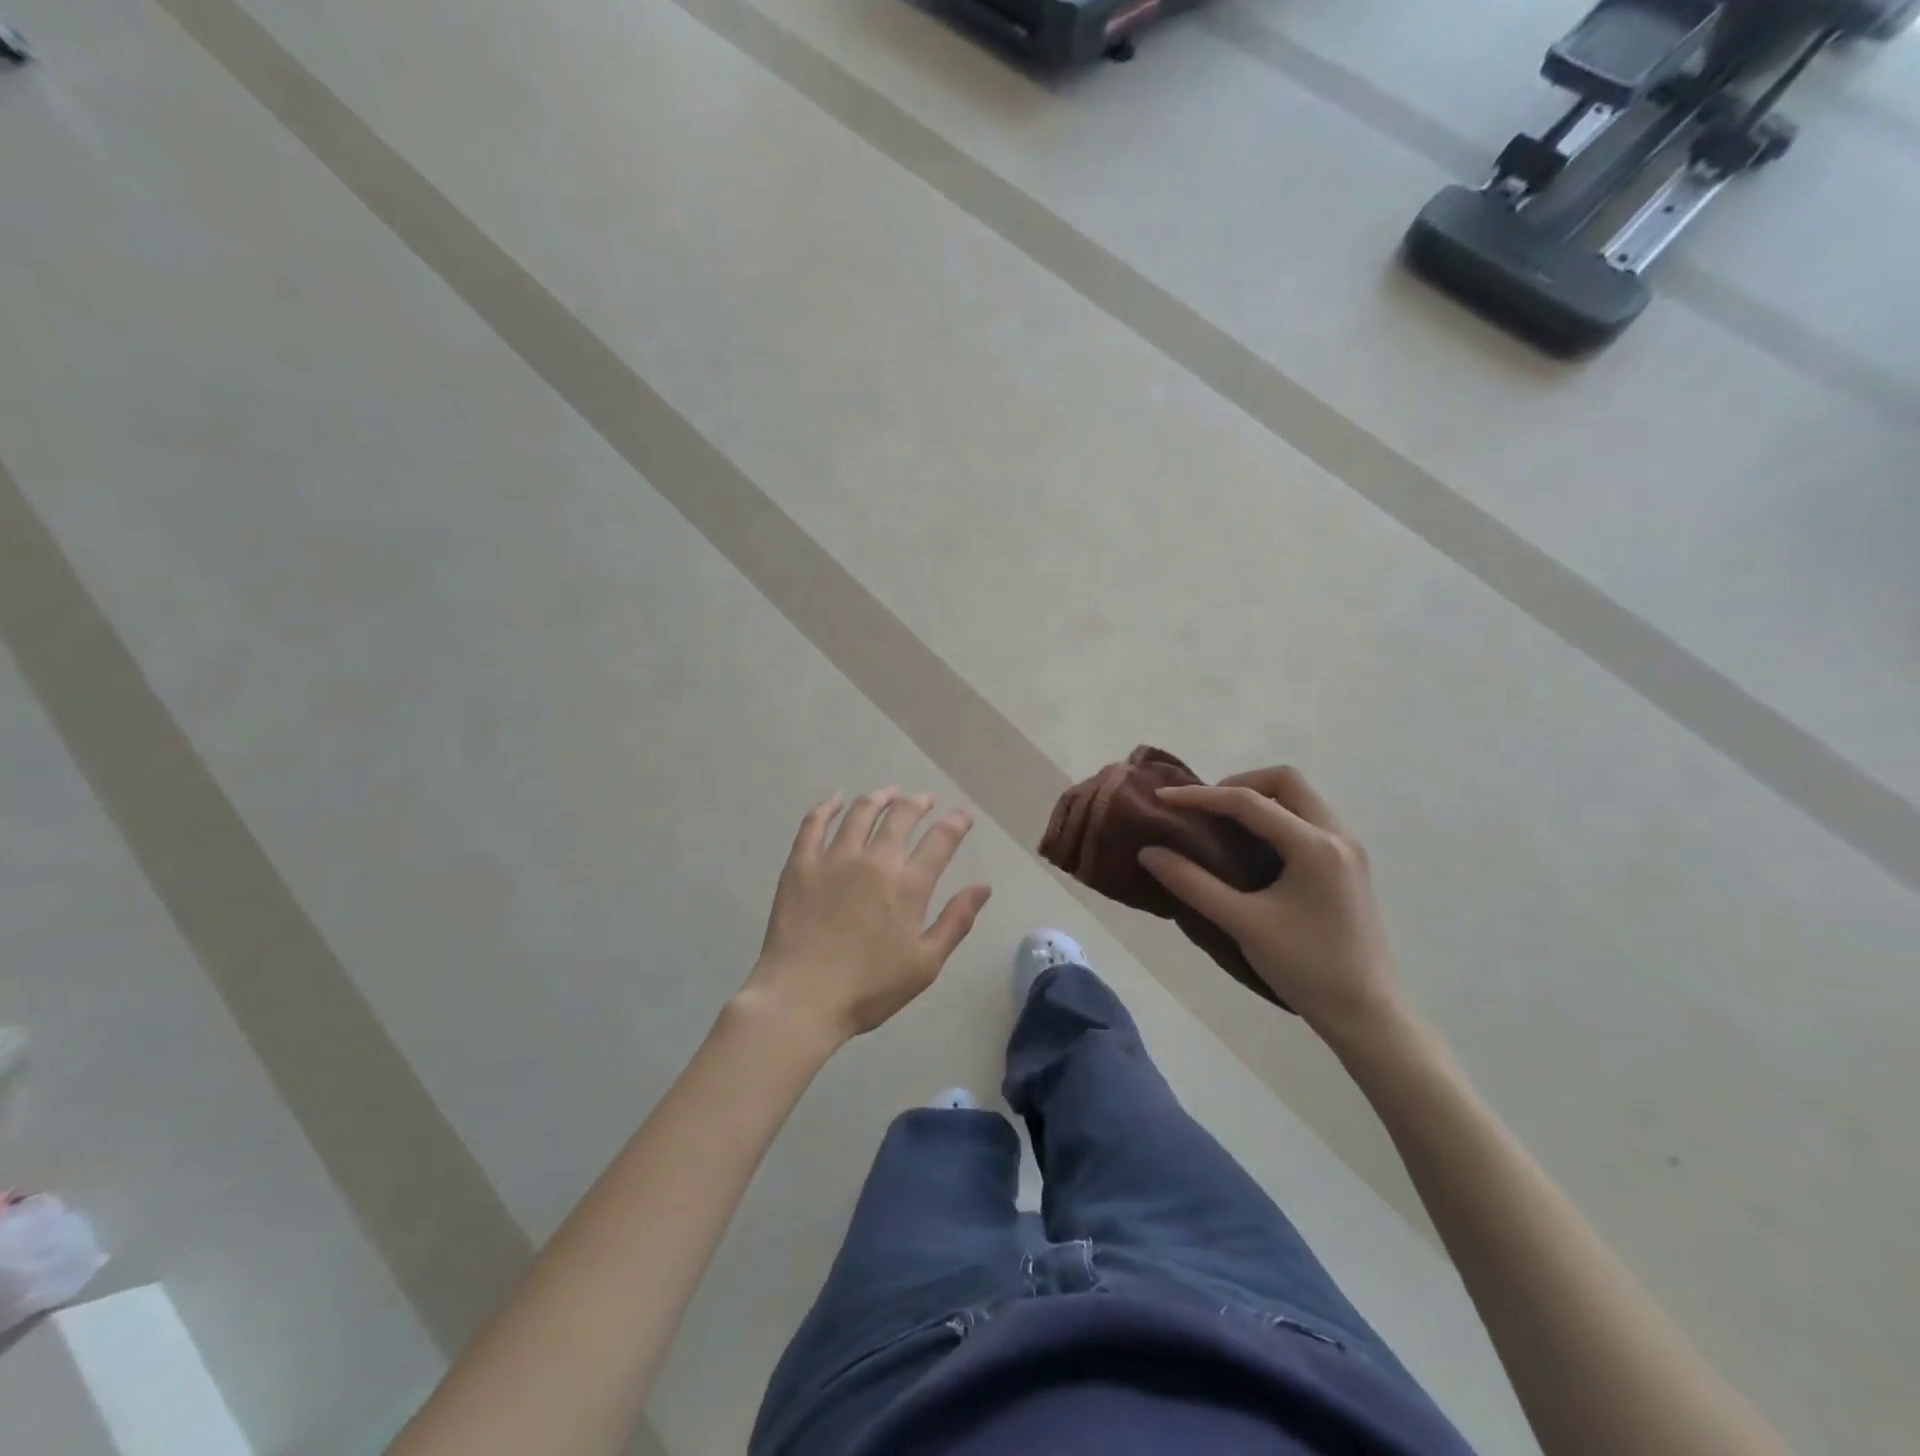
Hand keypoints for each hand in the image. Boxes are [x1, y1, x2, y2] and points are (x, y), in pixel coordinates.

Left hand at [742, 789, 991, 1046]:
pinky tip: (836, 800)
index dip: (956, 822)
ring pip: (861, 812)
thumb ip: (956, 921)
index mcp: (908, 885)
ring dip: (880, 797)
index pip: (941, 840)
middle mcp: (875, 861)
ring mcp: (834, 858)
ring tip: (889, 793)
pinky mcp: (801, 864)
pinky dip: (828, 807)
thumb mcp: (925, 964)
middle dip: (919, 803)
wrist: (800, 999)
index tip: (964, 814)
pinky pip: (814, 824)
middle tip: (926, 799)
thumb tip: (982, 886)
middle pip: (902, 816)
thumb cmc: (869, 989)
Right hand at [1138, 767, 1406, 1044]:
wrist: (1368, 1014)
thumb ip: (1193, 884)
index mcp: (1314, 845)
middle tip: (1206, 809)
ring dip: (1260, 800)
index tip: (1163, 800)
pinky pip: (1309, 820)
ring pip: (1301, 799)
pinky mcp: (1349, 866)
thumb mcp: (1243, 924)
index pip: (1249, 801)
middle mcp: (1337, 836)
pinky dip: (1277, 818)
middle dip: (1240, 784)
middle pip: (1287, 781)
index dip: (1201, 796)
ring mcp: (1349, 850)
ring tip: (1224, 826)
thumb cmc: (1306, 967)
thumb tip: (1150, 853)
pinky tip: (1254, 849)